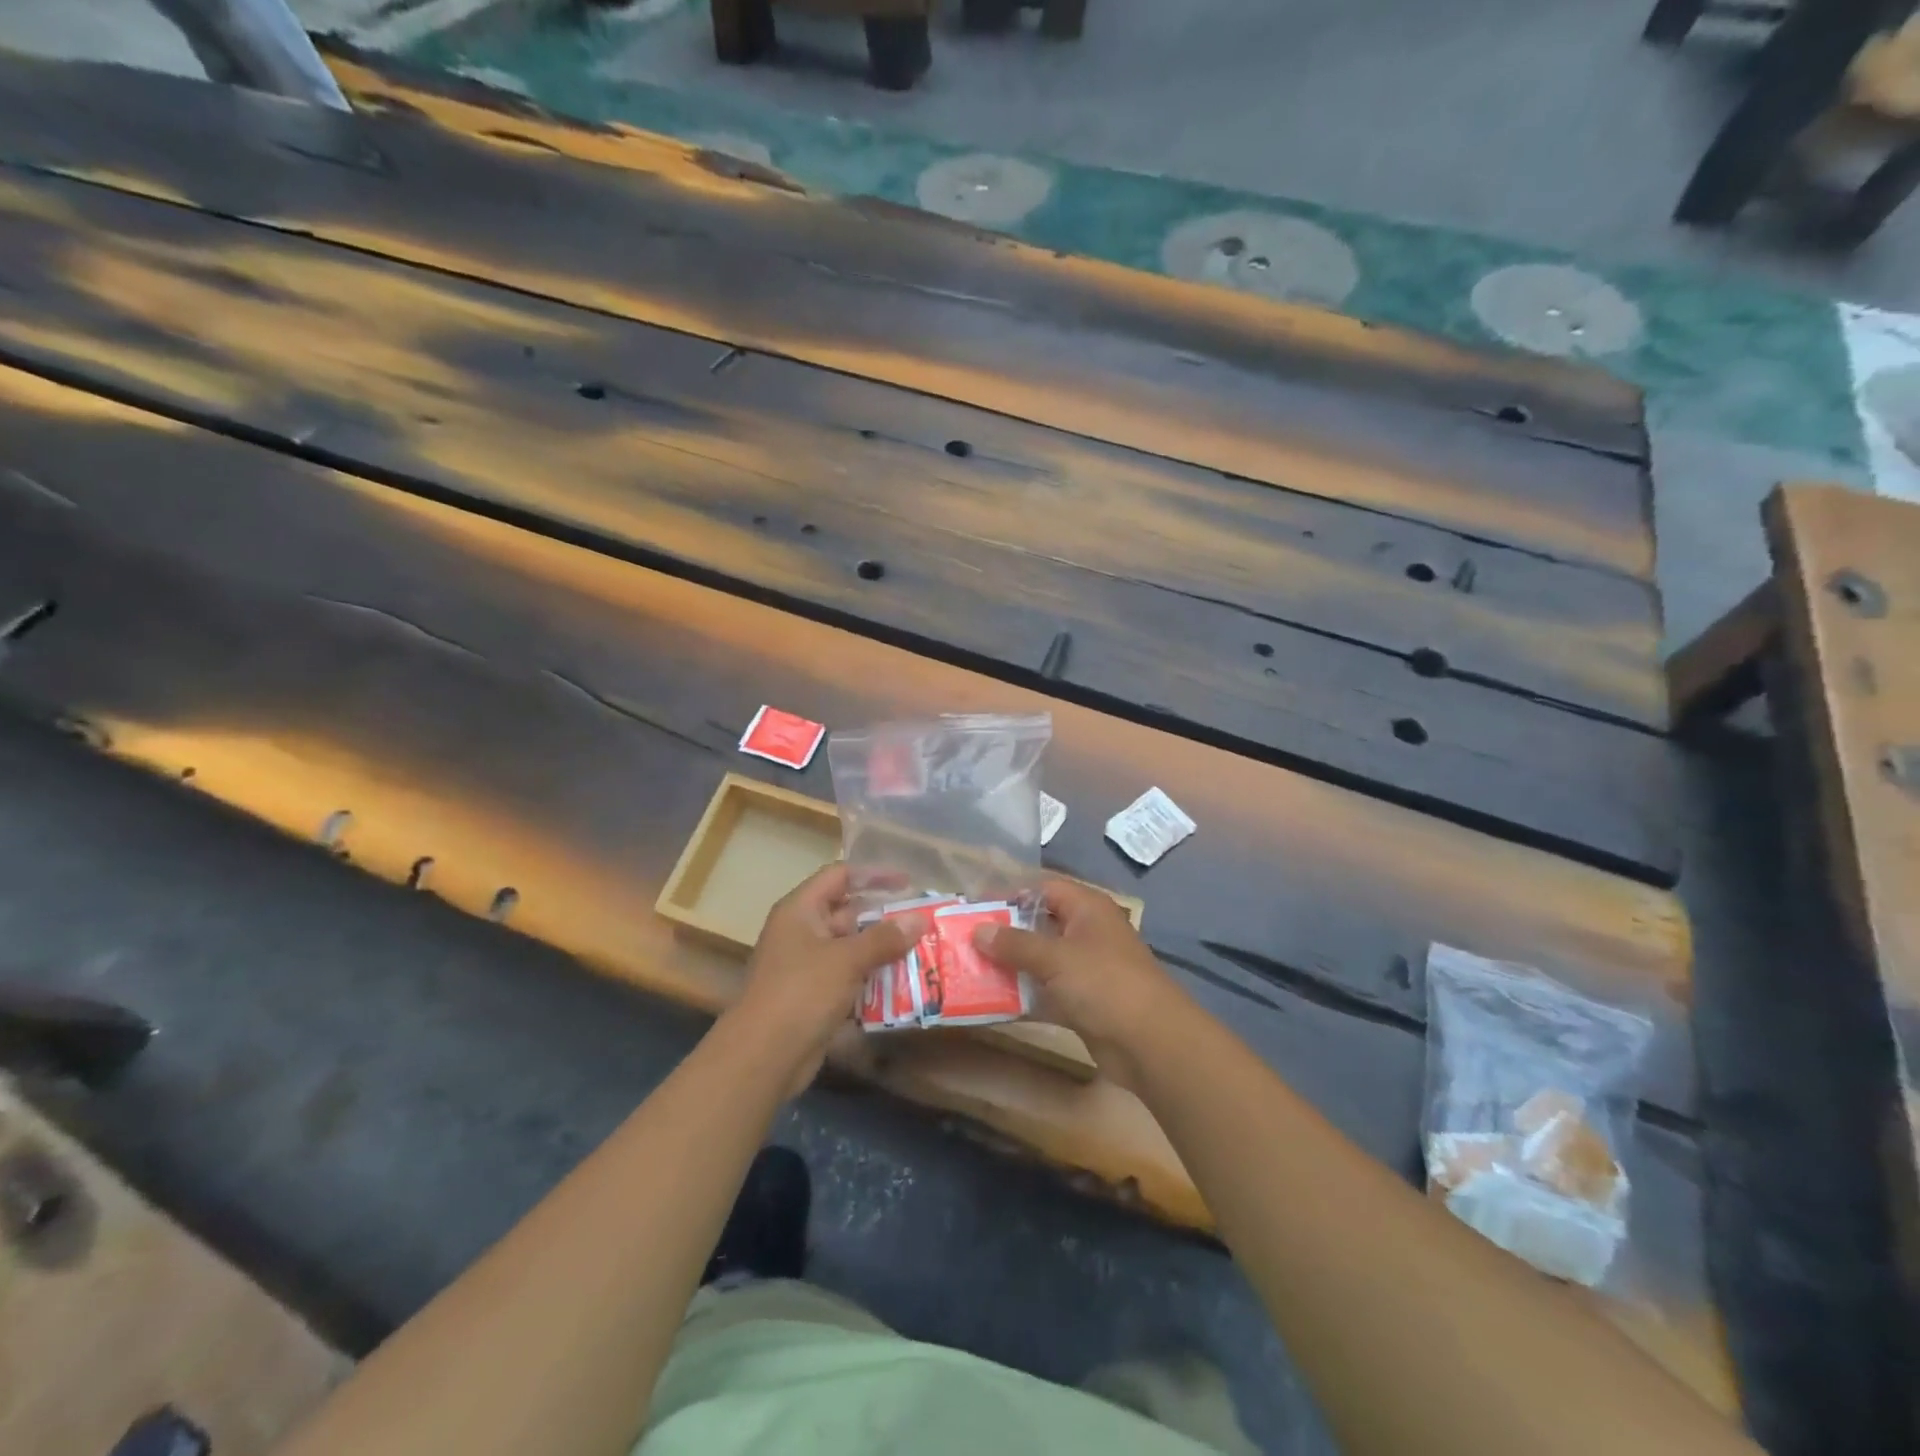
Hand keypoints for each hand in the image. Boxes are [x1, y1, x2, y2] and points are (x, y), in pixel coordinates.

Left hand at [732, 864, 927, 1089]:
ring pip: (853, 948)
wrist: (763, 1056)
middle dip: (886, 917)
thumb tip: (919, 919)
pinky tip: (905, 985)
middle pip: (849, 913)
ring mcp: (808, 966)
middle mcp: (803, 932)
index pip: (839, 876)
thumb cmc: (801, 992)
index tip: (908, 883)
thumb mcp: (847, 959)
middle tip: (923, 921)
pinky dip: (874, 979)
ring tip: (923, 951)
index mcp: (801, 910)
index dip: (873, 874)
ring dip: (884, 951)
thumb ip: (884, 938)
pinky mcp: (816, 997)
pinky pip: (851, 978)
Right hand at [974, 876, 1189, 1088]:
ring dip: (1009, 966)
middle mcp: (1086, 932)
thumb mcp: (1056, 957)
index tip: (975, 907)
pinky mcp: (1082, 1002)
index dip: (1010, 894)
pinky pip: (1045, 991)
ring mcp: (1085, 969)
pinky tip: (990, 1002)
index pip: (1043, 888)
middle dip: (1004, 933)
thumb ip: (1015, 943)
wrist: (1151, 1043)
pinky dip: (1022, 995)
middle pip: (1039, 924)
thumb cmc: (1104, 983)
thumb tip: (977, 930)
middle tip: (964, 940)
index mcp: (1087, 908)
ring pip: (1039, 960)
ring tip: (968, 969)